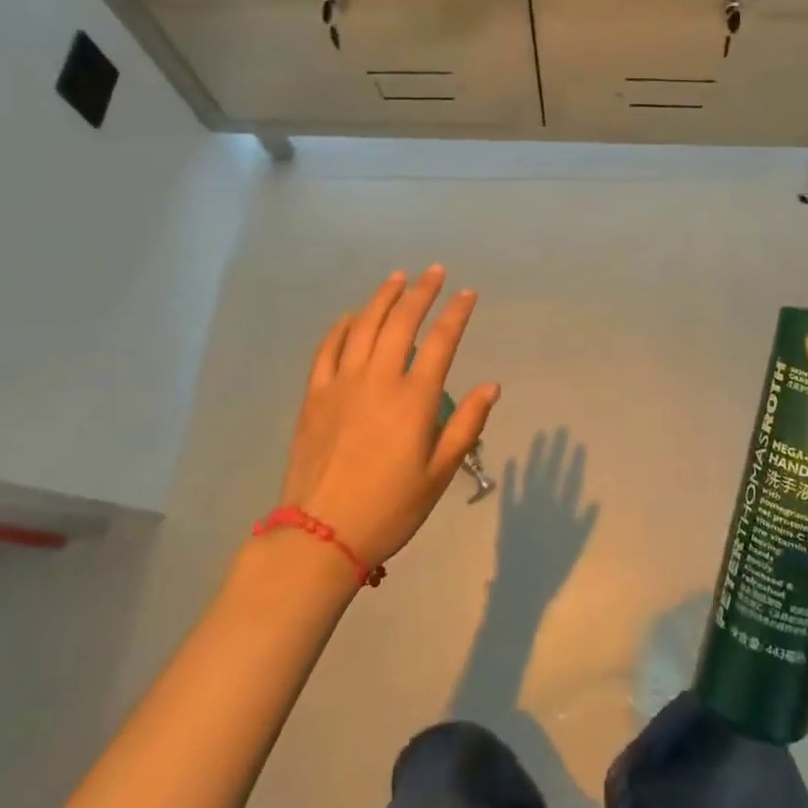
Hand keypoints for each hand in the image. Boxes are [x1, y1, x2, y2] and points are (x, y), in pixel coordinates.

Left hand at [278, 267, 499, 568]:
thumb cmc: (390, 508)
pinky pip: (328, 348)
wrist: (320, 535)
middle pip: (402, 322)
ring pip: (364, 325)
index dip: (457, 312)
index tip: (468, 293)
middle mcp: (379, 379)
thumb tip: (491, 386)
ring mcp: (342, 383)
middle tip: (435, 271)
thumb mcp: (439, 474)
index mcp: (413, 399)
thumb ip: (466, 425)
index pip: (442, 341)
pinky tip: (352, 315)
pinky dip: (342, 326)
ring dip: (383, 297)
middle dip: (421, 292)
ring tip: (397, 278)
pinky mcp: (315, 395)